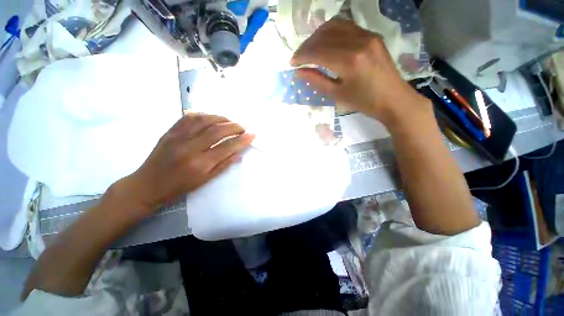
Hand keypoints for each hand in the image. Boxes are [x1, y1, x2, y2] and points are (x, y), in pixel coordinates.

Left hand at [113, 113, 254, 213]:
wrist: (147, 185)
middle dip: (234, 126)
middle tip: (243, 127)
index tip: (252, 134)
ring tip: (231, 121)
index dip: (242, 140)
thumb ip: (224, 165)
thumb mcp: (205, 181)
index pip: (227, 147)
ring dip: (221, 118)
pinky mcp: (169, 132)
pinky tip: (212, 117)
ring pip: (203, 119)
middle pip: (217, 130)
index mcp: (199, 164)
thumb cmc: (179, 187)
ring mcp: (177, 137)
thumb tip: (239, 153)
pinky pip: (188, 117)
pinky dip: (204, 114)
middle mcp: (189, 148)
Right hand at [290, 19, 429, 127]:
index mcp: (349, 61)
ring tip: (309, 49)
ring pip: (334, 26)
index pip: (318, 51)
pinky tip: (325, 42)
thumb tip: (299, 72)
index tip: (292, 63)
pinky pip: (346, 26)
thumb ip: (316, 81)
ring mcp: (367, 35)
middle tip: (299, 58)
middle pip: (324, 36)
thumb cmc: (363, 102)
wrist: (393, 98)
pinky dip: (331, 32)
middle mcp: (358, 42)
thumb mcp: (337, 95)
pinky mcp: (371, 35)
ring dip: (317, 36)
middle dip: (306, 46)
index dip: (301, 56)